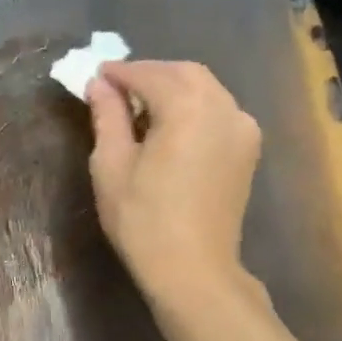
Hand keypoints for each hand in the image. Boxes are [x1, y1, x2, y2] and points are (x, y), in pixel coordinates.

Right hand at [85, 60, 261, 307]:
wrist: (193, 268)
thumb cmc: (142, 218)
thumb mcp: (111, 164)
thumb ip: (107, 117)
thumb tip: (99, 85)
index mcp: (188, 108)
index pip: (149, 75)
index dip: (119, 72)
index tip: (94, 75)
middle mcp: (223, 108)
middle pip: (184, 73)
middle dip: (148, 73)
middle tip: (114, 86)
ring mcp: (242, 128)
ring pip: (205, 88)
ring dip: (171, 86)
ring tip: (137, 103)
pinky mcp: (247, 148)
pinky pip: (218, 109)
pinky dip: (191, 104)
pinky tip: (167, 123)